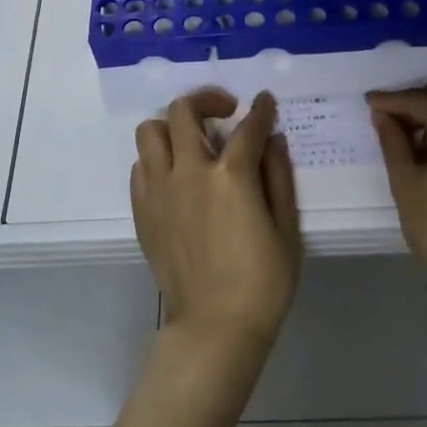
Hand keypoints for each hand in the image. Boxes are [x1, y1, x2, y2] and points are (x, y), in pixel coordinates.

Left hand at [132, 88, 300, 350]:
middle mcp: (188, 172)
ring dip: (172, 126)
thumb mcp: (286, 228)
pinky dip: (157, 159)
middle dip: (207, 99)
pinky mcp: (142, 211)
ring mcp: (159, 190)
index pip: (247, 126)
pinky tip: (176, 175)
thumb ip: (279, 177)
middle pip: (183, 111)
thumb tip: (273, 140)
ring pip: (150, 132)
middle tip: (225, 112)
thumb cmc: (262, 282)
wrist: (214, 326)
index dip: (260, 110)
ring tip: (193, 141)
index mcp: (230, 175)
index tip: (265, 102)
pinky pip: (140, 167)